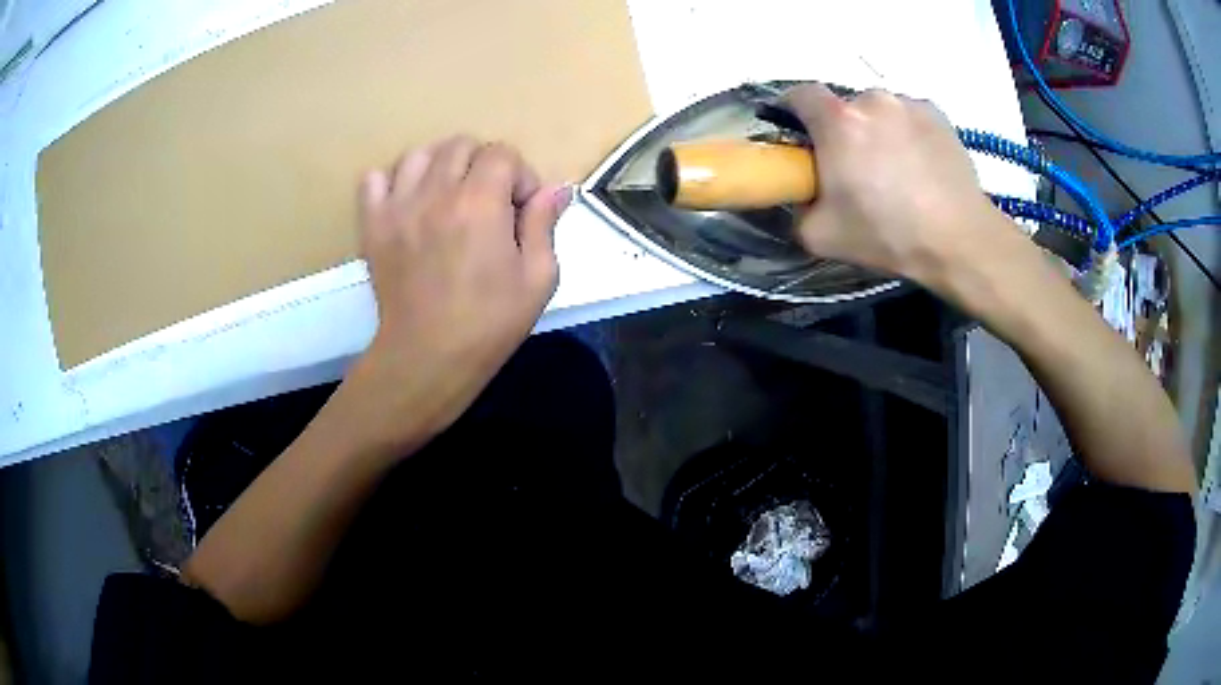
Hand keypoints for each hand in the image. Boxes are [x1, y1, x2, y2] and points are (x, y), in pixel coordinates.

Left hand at [350, 136, 567, 447]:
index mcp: (480, 202)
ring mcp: (399, 206)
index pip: (502, 153)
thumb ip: (544, 224)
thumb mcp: (538, 279)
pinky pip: (374, 179)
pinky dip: (392, 182)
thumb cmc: (489, 323)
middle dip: (483, 165)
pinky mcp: (373, 224)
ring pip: (419, 154)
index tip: (522, 210)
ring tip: (448, 198)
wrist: (427, 356)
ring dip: (440, 167)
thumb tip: (556, 189)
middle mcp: (436, 192)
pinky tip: (408, 203)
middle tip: (488, 202)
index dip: (520, 175)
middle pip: (460, 145)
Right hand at [784, 84, 1011, 286]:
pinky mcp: (938, 115)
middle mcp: (872, 100)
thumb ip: (797, 209)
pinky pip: (909, 117)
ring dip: (878, 130)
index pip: (799, 94)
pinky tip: (920, 165)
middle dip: (843, 129)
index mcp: (838, 121)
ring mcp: (909, 104)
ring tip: (895, 169)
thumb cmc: (889, 235)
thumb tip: (800, 195)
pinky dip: (907, 133)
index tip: (800, 134)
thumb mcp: (821, 237)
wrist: (960, 241)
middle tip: (855, 167)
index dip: (793, 110)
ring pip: (880, 111)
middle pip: (844, 106)